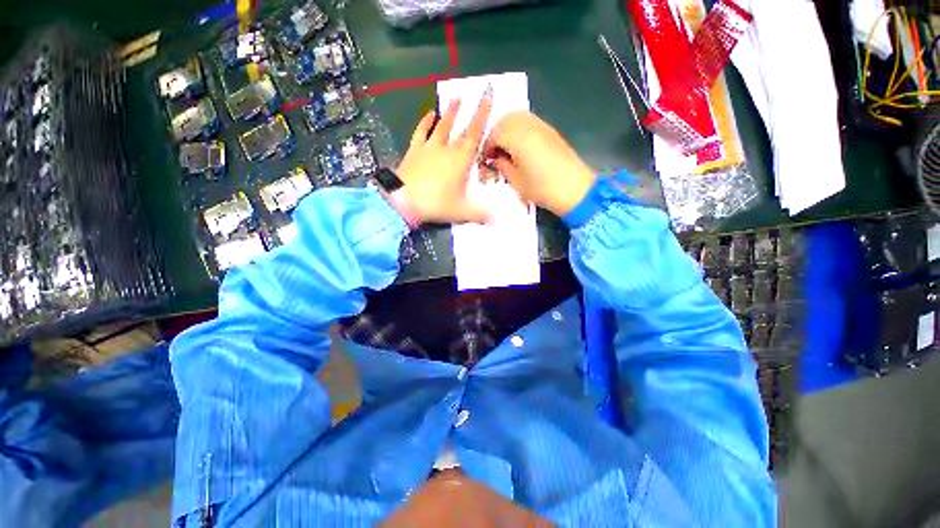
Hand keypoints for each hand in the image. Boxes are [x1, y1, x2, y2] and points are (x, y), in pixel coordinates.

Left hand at [395, 92, 492, 223]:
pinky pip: (421, 132)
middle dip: (472, 110)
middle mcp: (447, 148)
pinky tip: (430, 113)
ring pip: (442, 126)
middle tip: (478, 92)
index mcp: (461, 159)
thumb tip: (497, 220)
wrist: (404, 200)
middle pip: (461, 126)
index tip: (488, 95)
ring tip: (456, 98)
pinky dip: (425, 122)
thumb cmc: (436, 203)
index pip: (475, 133)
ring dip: (450, 112)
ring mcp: (429, 147)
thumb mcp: (461, 211)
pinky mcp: (414, 150)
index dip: (483, 114)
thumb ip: (480, 214)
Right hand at [480, 112, 595, 216]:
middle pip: (505, 120)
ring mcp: (541, 126)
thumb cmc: (542, 189)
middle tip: (494, 151)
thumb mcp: (516, 181)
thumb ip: (502, 166)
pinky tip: (519, 145)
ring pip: (518, 116)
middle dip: (495, 134)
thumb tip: (495, 158)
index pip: (494, 134)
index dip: (487, 147)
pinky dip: (519, 128)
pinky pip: (529, 121)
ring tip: (505, 148)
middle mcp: (529, 126)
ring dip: (507, 128)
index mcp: (518, 139)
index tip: (485, 160)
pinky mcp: (550, 130)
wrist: (574, 189)